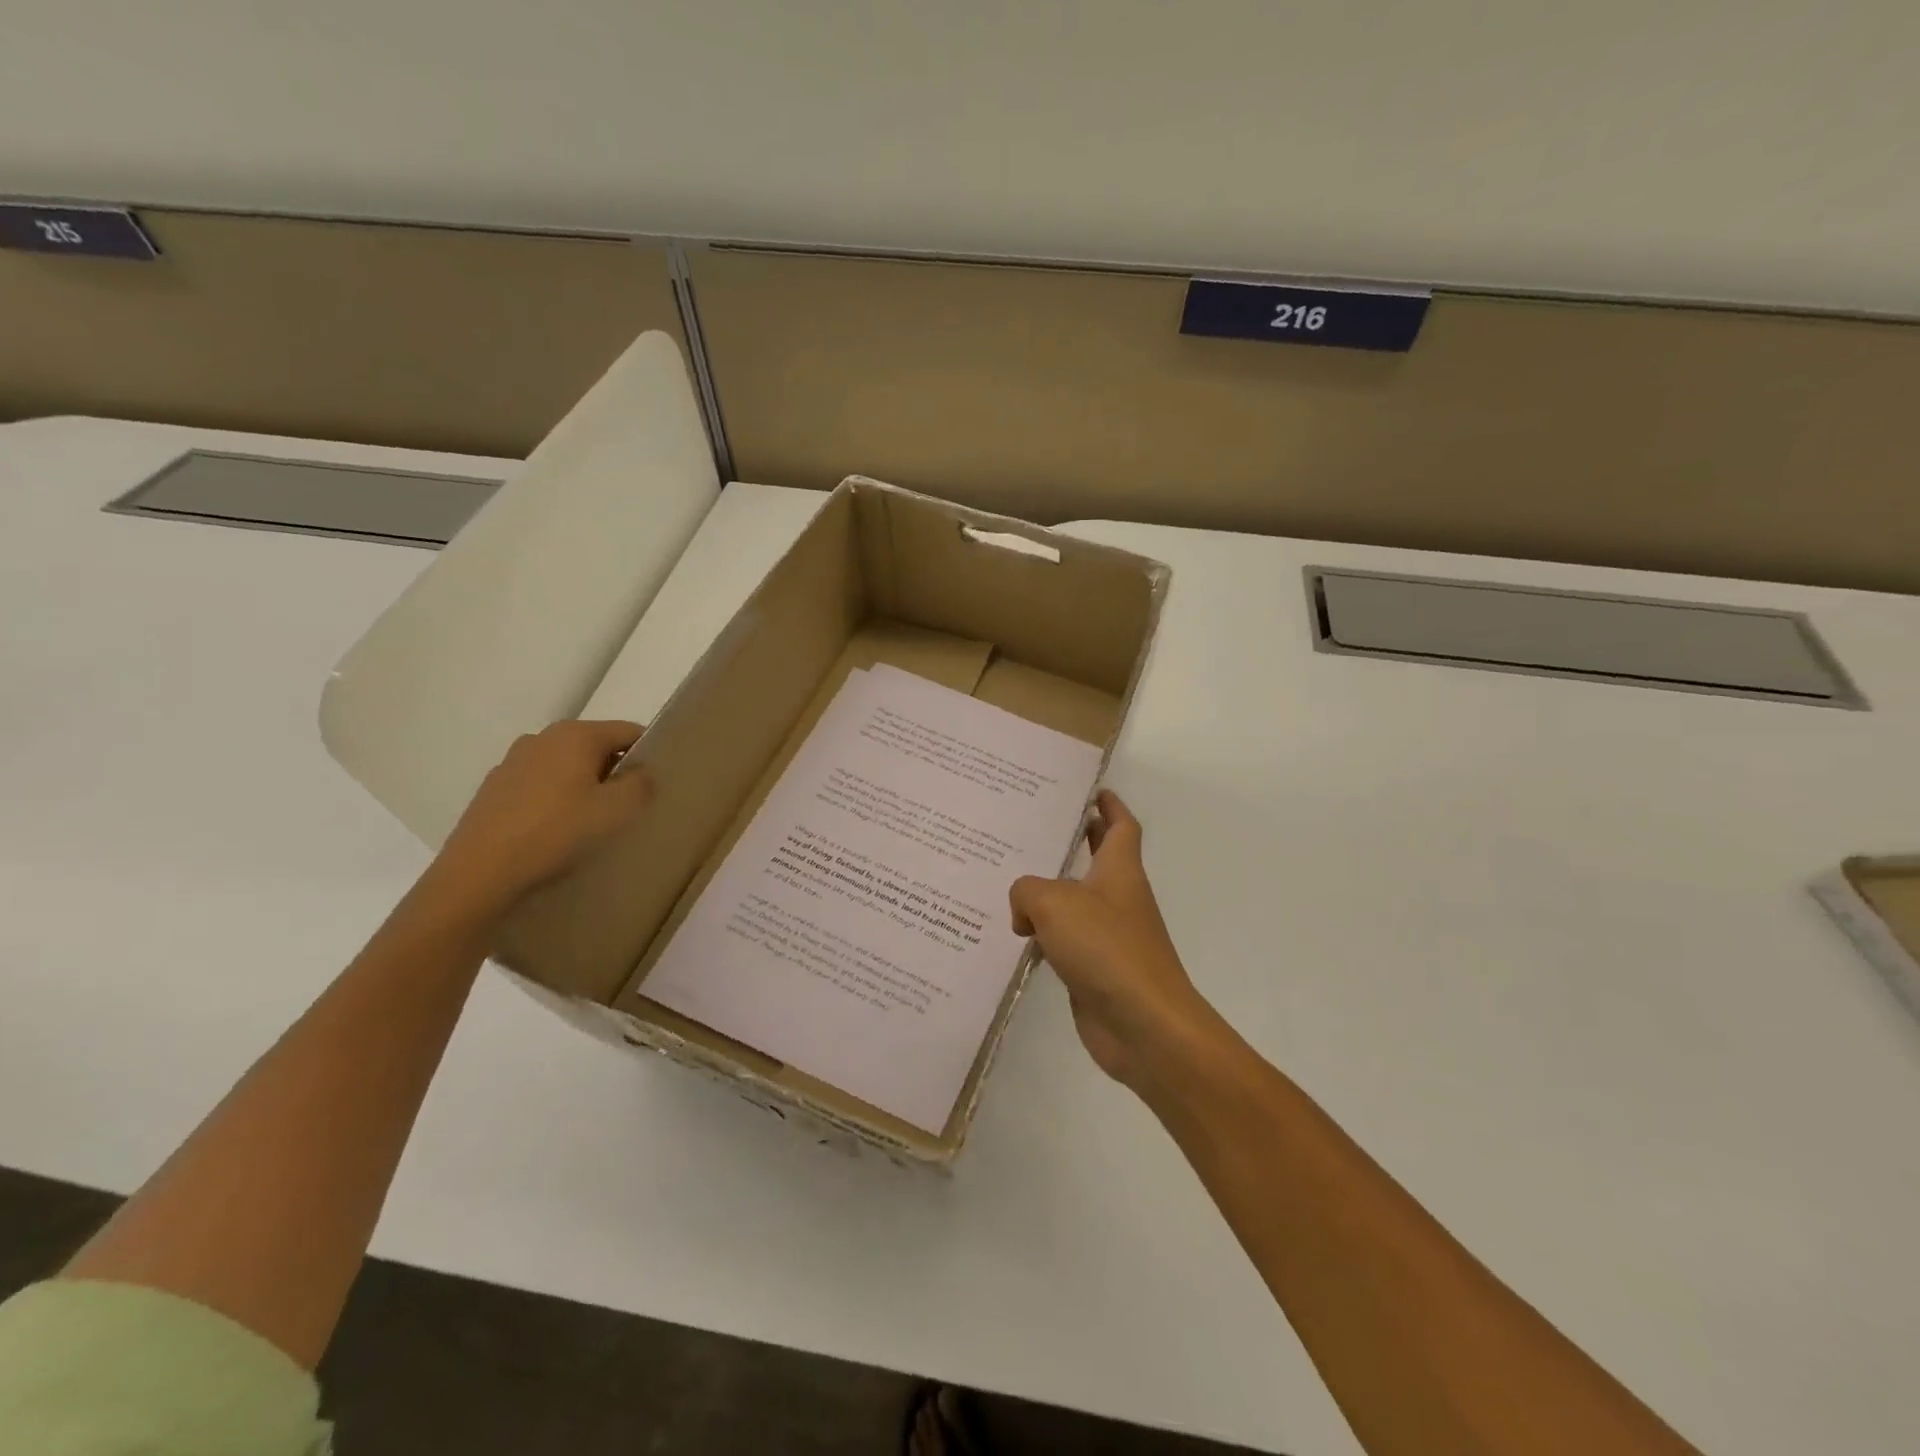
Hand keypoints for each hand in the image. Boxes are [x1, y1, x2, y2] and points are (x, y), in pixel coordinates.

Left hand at [427, 720, 654, 917]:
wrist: (480, 871)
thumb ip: (640, 784)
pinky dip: (554, 799)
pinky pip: (539, 784)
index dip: (646, 753)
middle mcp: (542, 737)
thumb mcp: (616, 810)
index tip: (654, 783)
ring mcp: (513, 761)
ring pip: (565, 766)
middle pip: (595, 746)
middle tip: (626, 806)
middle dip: (613, 770)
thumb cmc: (557, 832)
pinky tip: (555, 830)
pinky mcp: (494, 788)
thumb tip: (642, 772)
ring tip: (589, 822)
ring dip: (583, 785)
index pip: (628, 730)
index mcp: (576, 735)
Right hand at [1010, 790, 1214, 1087]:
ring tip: (1007, 878)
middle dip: (1076, 841)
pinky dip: (1043, 934)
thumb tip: (1024, 913)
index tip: (1091, 790)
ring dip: (1049, 891)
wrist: (1143, 1026)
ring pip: (1074, 902)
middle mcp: (1117, 898)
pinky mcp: (1095, 969)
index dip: (1109, 805)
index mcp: (1120, 870)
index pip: (1120, 825)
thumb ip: (1027, 891)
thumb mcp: (1055, 903)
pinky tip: (1013, 936)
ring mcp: (1108, 936)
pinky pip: (1064, 941)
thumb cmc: (1106, 949)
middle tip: (1034, 827)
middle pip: (1098, 859)